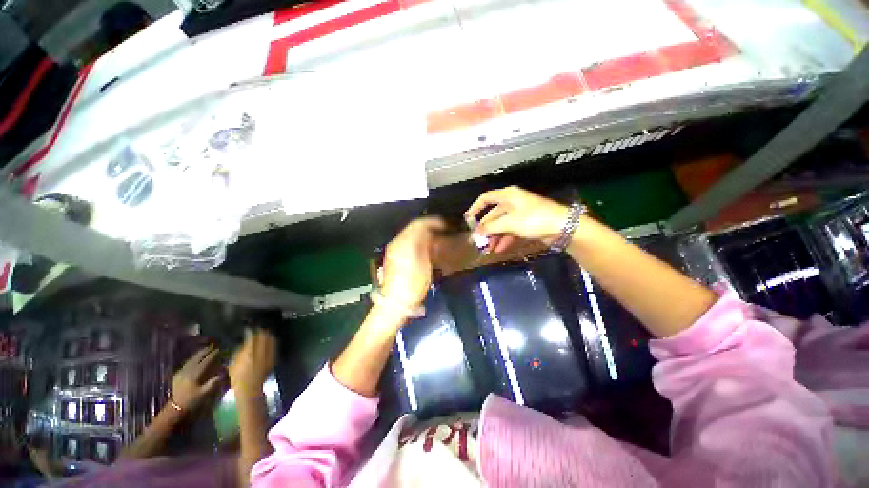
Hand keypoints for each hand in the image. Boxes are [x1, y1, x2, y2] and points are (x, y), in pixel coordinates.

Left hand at [171, 345, 221, 410]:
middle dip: (204, 352)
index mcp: (195, 374)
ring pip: (190, 360)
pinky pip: (186, 364)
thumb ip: (213, 382)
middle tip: (211, 346)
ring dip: (198, 354)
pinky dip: (192, 359)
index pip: (205, 362)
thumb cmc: (192, 400)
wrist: (175, 408)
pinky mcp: (177, 376)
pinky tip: (194, 359)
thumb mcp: (204, 393)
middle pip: (196, 359)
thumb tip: (223, 373)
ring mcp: (181, 373)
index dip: (212, 355)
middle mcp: (187, 371)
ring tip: (204, 350)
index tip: (219, 349)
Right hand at [228, 329, 276, 396]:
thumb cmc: (238, 378)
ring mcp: (268, 355)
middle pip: (264, 337)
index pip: (252, 338)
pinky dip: (272, 343)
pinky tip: (270, 342)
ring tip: (265, 333)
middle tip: (258, 329)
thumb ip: (239, 352)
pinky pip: (274, 347)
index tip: (249, 329)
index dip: (250, 332)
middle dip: (262, 331)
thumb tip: (244, 344)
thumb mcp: (233, 364)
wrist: (249, 389)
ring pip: (271, 340)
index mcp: (249, 353)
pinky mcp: (273, 359)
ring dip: (268, 335)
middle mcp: (261, 352)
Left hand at [380, 216, 445, 310]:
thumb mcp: (423, 263)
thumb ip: (426, 243)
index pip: (418, 224)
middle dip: (430, 226)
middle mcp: (398, 242)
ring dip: (425, 232)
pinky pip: (409, 242)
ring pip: (412, 234)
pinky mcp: (396, 257)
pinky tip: (428, 246)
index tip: (446, 224)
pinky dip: (420, 240)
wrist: (396, 302)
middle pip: (414, 227)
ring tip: (438, 236)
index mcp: (403, 242)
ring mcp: (396, 250)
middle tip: (444, 229)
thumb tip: (432, 231)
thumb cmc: (412, 283)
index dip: (433, 222)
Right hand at [466, 186, 569, 252]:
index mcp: (508, 195)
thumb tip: (474, 235)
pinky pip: (510, 231)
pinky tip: (499, 249)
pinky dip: (504, 239)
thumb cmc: (534, 219)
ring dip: (493, 237)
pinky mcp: (526, 224)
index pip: (486, 198)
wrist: (563, 227)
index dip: (475, 208)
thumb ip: (490, 228)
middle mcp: (512, 203)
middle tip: (478, 242)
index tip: (467, 220)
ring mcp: (519, 214)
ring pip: (501, 225)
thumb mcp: (509, 223)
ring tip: (487, 250)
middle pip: (493, 215)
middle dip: (485, 229)